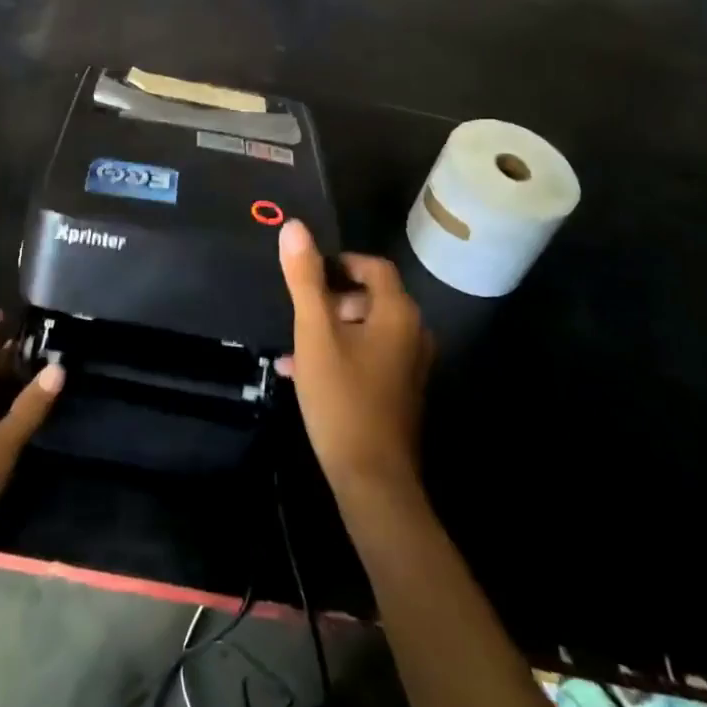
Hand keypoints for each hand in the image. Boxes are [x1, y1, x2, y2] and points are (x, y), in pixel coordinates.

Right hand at [277, 220, 431, 497]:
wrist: (372, 480)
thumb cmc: (342, 398)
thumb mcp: (314, 332)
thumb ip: (304, 278)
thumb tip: (294, 226)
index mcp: (398, 313)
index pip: (374, 266)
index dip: (340, 262)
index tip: (308, 273)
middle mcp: (413, 334)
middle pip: (371, 296)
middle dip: (331, 298)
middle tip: (300, 311)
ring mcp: (410, 366)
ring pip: (366, 329)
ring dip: (331, 328)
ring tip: (294, 344)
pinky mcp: (400, 392)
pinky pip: (369, 356)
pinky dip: (340, 354)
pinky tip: (302, 372)